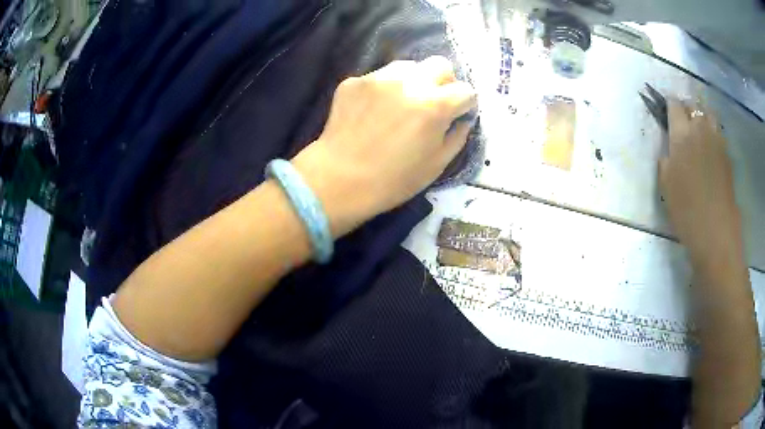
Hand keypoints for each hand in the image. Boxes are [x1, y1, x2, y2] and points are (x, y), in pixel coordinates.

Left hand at [292, 56, 476, 236]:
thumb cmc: (393, 180)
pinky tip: (373, 111)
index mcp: (436, 105)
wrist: (339, 179)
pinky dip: (384, 89)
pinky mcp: (355, 81)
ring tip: (401, 104)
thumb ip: (457, 136)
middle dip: (444, 81)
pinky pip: (379, 77)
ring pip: (408, 66)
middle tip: (433, 101)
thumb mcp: (437, 165)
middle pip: (440, 64)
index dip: (465, 104)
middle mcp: (410, 82)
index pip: (466, 90)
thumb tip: (462, 119)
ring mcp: (379, 78)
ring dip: (413, 80)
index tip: (457, 114)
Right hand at [659, 98, 742, 263]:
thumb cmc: (686, 210)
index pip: (674, 105)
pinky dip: (712, 133)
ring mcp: (717, 140)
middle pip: (693, 105)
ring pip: (708, 114)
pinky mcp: (727, 154)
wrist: (715, 231)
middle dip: (686, 109)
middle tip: (682, 123)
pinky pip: (718, 132)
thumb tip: (669, 150)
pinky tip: (710, 149)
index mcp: (682, 133)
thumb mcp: (666, 185)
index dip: (669, 106)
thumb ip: (666, 159)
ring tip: (698, 132)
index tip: (666, 113)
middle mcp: (700, 129)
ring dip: (702, 118)